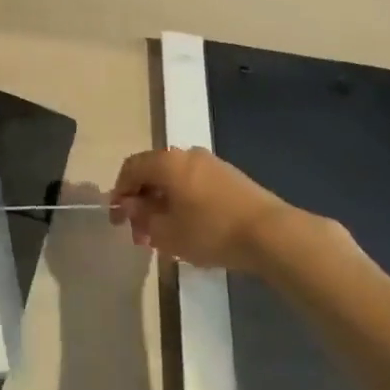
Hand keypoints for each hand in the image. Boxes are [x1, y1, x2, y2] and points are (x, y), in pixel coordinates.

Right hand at [108, 147, 347, 274]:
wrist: (271, 233)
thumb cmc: (210, 231)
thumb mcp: (166, 232)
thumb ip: (142, 217)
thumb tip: (131, 206)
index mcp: (167, 162)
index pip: (131, 168)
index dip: (119, 192)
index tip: (118, 219)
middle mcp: (187, 154)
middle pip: (153, 173)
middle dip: (141, 202)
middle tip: (140, 233)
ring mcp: (211, 164)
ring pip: (175, 180)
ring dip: (163, 204)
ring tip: (164, 235)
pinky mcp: (230, 178)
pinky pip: (194, 185)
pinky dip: (183, 202)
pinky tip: (188, 227)